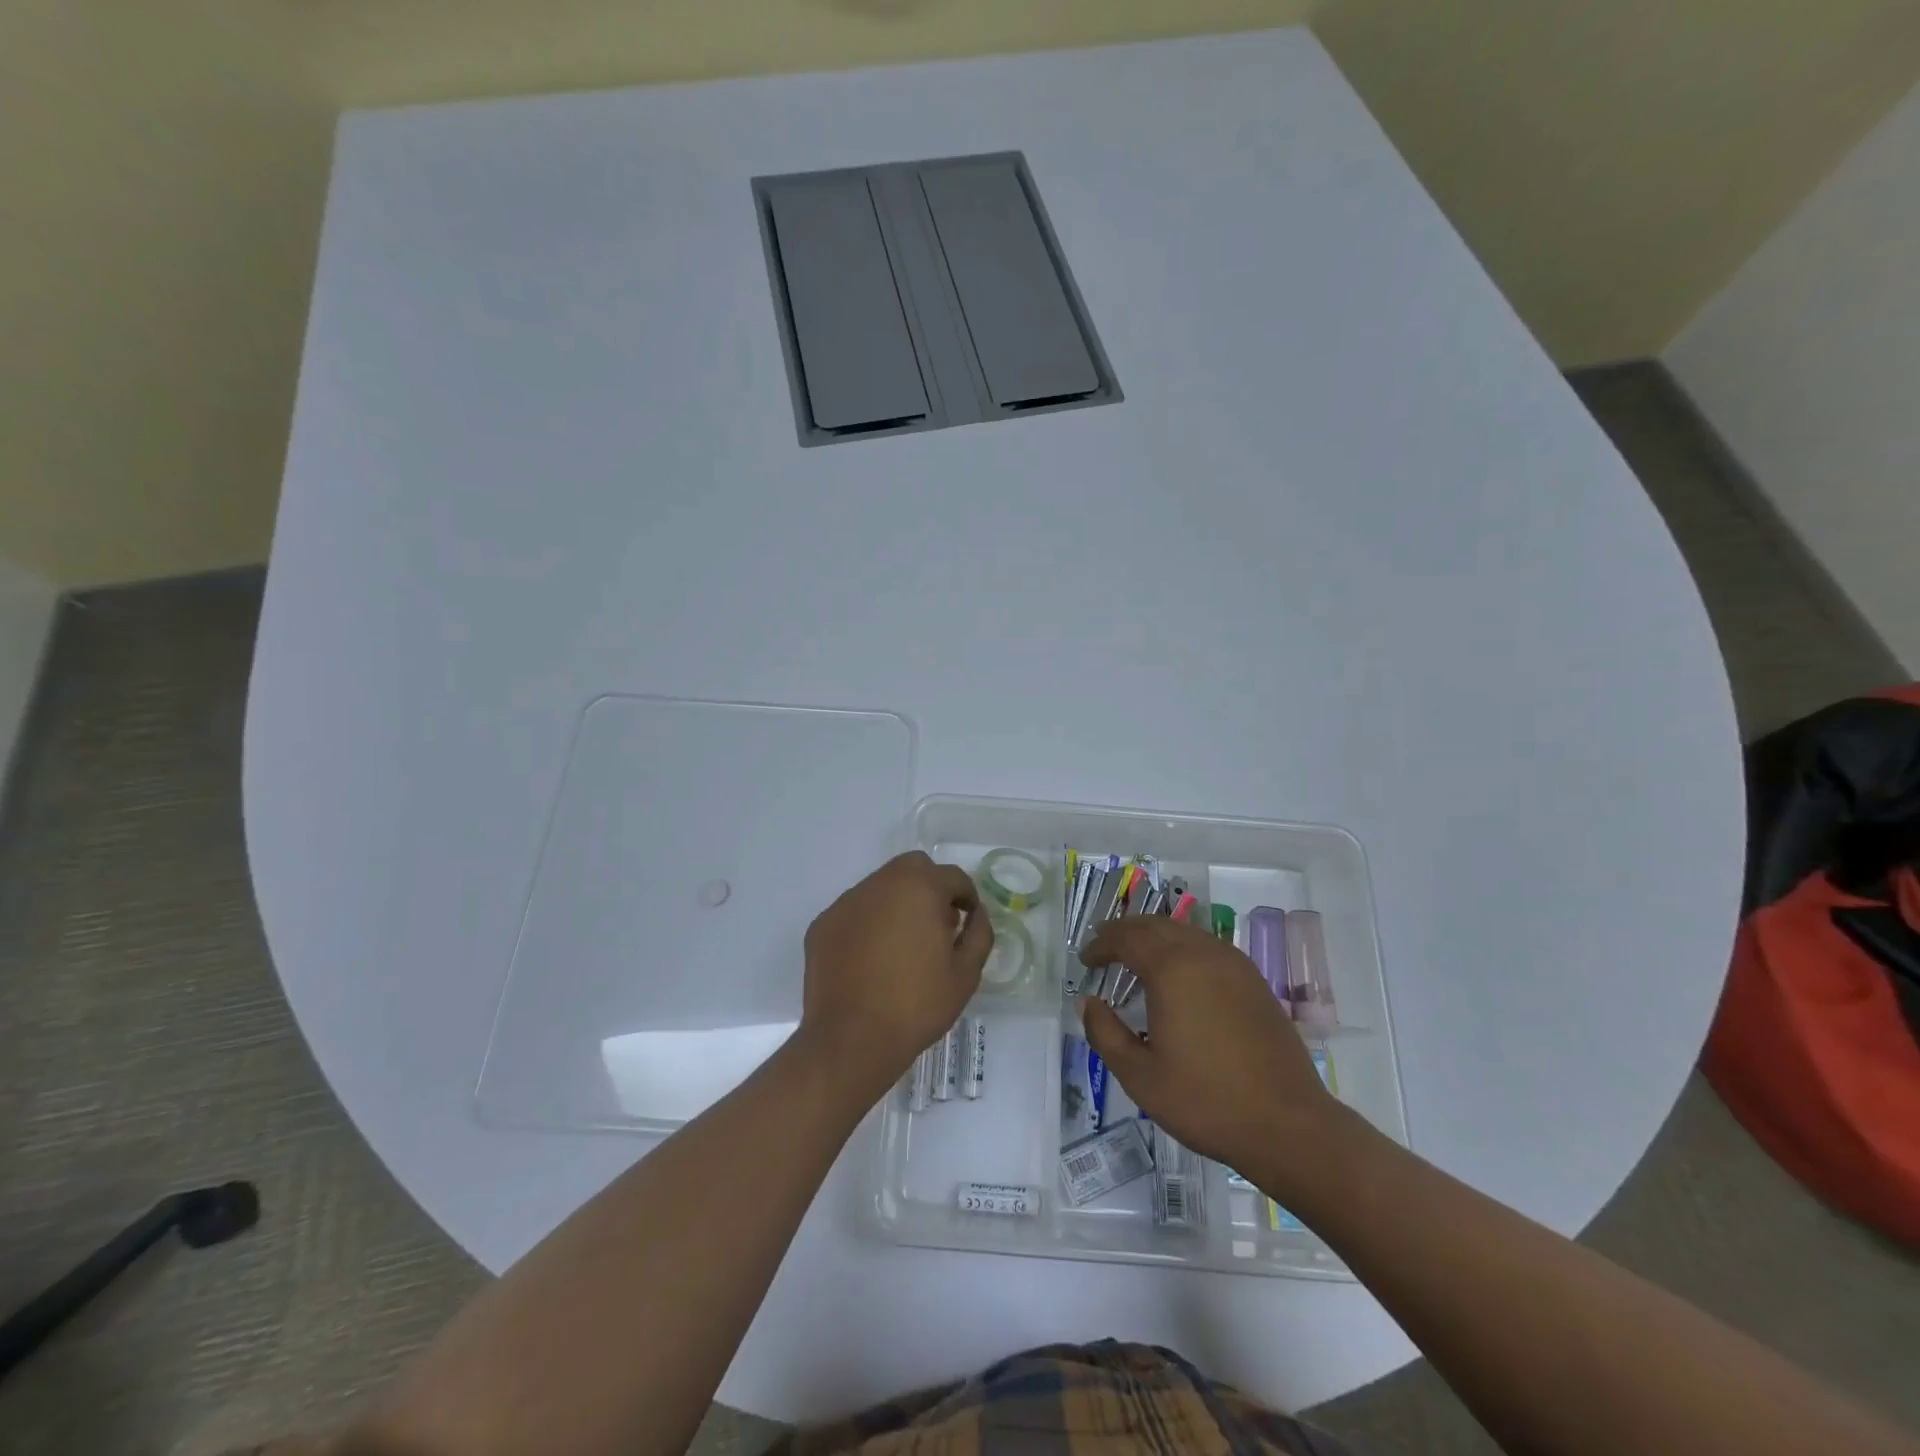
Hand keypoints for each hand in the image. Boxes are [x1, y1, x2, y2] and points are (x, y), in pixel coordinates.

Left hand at [797, 851, 991, 1103]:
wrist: (851, 1039)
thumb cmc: (917, 1005)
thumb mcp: (966, 974)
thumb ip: (979, 934)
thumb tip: (976, 915)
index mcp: (920, 887)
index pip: (953, 877)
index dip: (967, 897)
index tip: (968, 922)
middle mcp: (881, 883)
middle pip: (913, 868)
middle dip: (931, 888)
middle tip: (937, 925)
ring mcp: (847, 902)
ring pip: (881, 887)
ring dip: (898, 903)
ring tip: (903, 945)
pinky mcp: (823, 924)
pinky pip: (855, 912)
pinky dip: (869, 923)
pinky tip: (872, 959)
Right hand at [1078, 917, 1343, 1181]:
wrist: (1288, 1125)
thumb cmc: (1206, 1101)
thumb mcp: (1140, 1076)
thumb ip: (1105, 1033)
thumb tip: (1088, 1003)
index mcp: (1172, 970)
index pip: (1126, 938)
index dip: (1101, 944)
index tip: (1085, 960)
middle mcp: (1203, 954)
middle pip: (1155, 925)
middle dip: (1125, 932)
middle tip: (1104, 947)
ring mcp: (1234, 964)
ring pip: (1184, 932)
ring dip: (1155, 937)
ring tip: (1137, 957)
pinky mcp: (1254, 981)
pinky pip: (1208, 947)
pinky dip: (1182, 948)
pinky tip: (1178, 975)